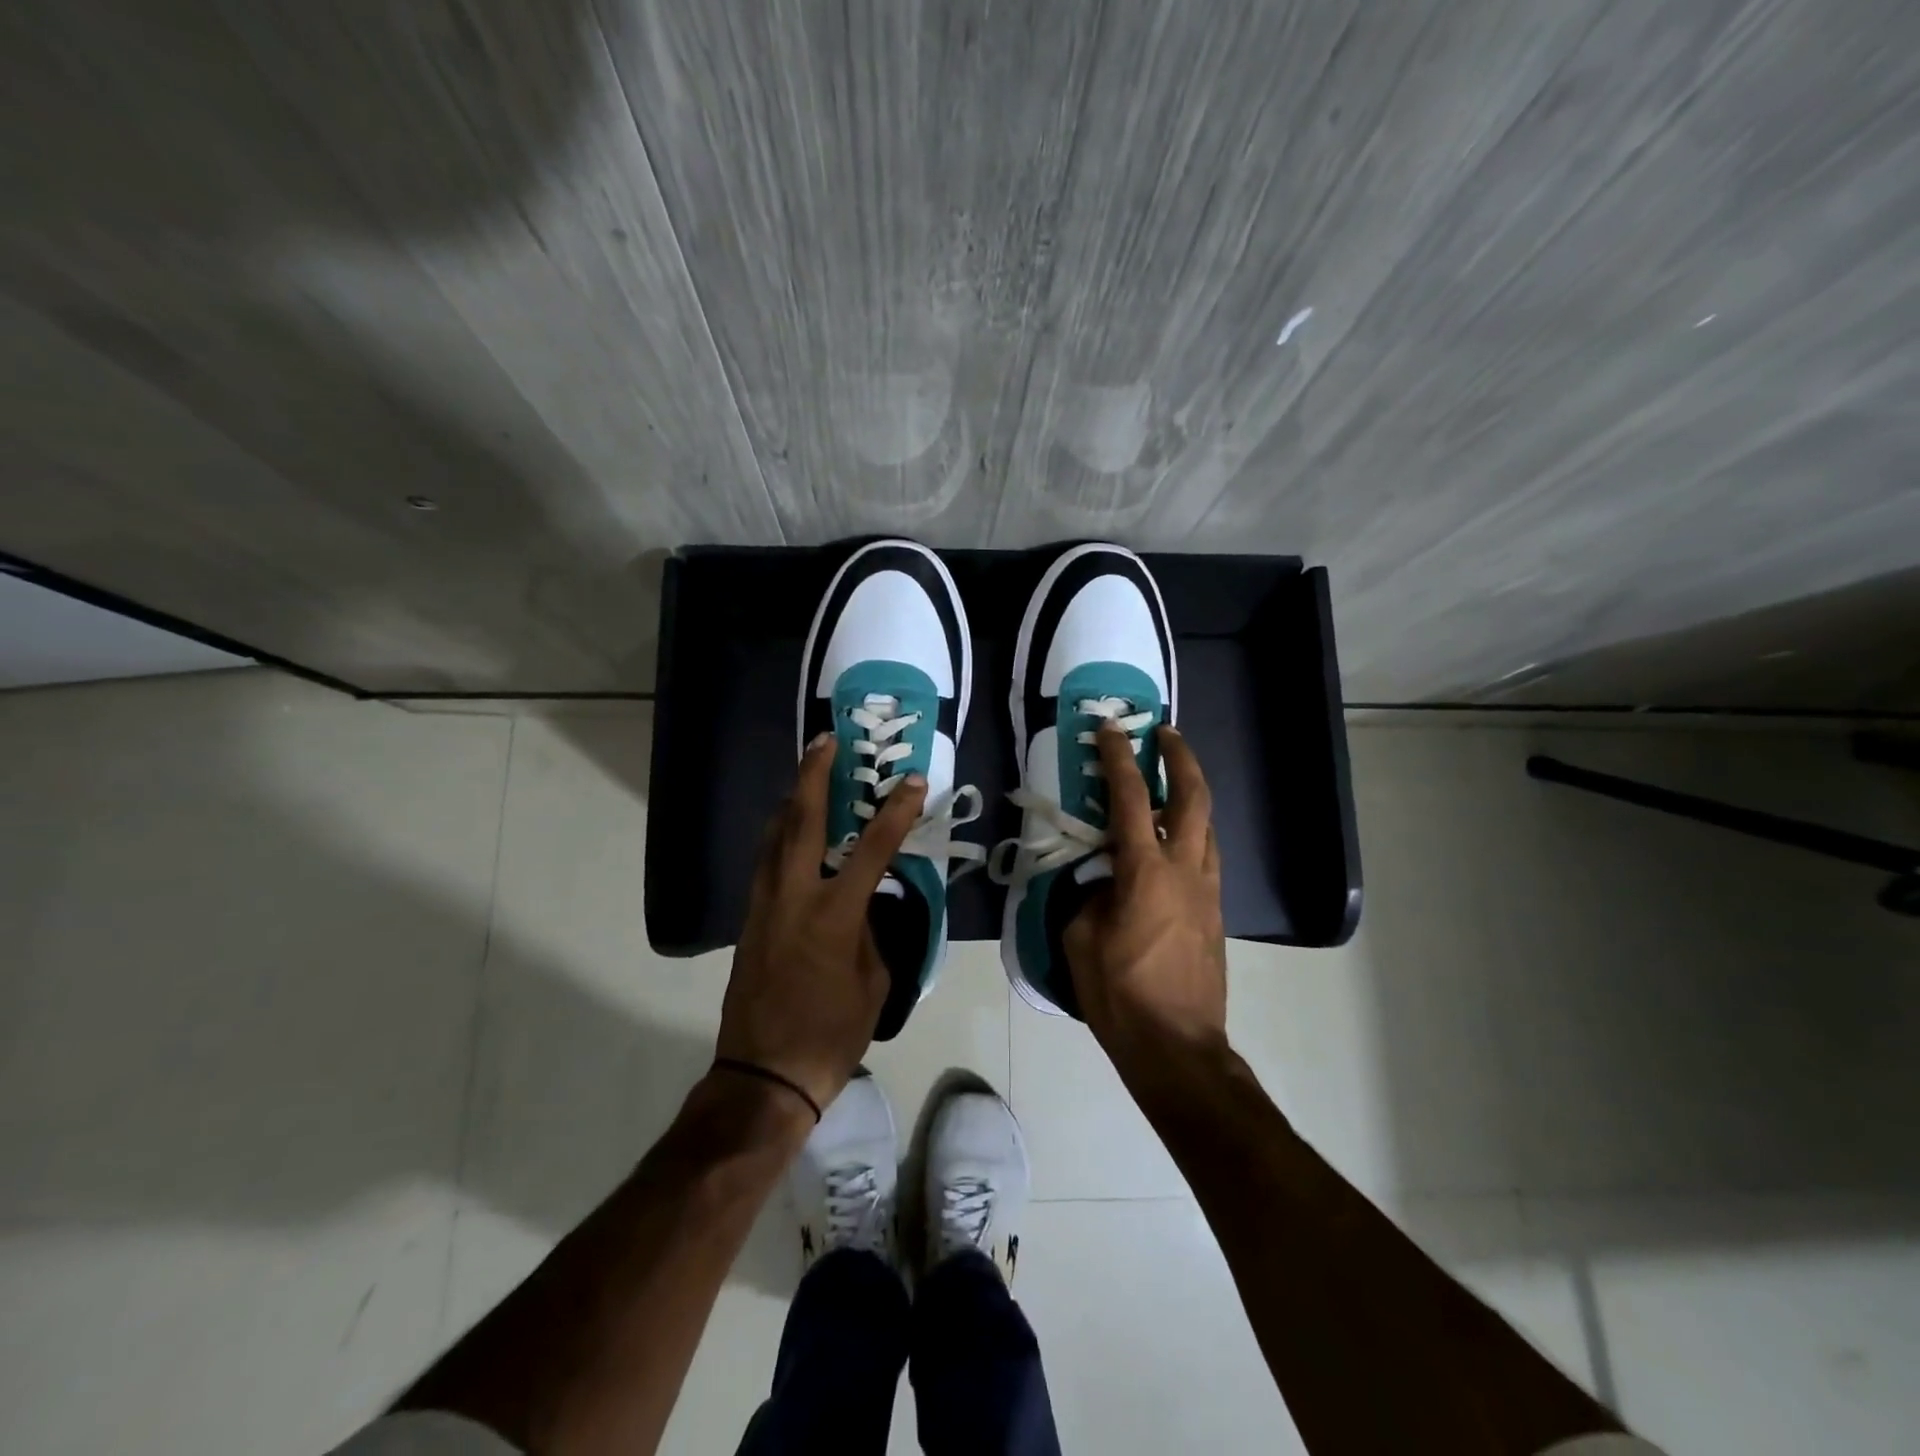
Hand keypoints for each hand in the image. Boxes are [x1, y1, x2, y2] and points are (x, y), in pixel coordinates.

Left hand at [716, 733, 927, 1113]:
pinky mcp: (749, 919)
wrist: (765, 1075)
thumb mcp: (873, 981)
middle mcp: (793, 897)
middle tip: (825, 740)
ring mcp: (764, 906)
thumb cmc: (831, 1033)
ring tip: (807, 773)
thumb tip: (864, 902)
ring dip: (792, 799)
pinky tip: (790, 829)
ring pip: (773, 836)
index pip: (872, 849)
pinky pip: (765, 862)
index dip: (894, 811)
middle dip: (814, 775)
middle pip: (801, 821)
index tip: (911, 781)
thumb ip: (871, 931)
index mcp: (833, 915)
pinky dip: (780, 834)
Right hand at [1065, 722, 1228, 1071]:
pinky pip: (1206, 856)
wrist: (1178, 1047)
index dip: (1118, 759)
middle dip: (1181, 758)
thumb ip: (1090, 897)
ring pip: (1208, 825)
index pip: (1131, 800)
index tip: (1110, 730)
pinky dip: (1192, 832)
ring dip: (1191, 793)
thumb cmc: (1120, 994)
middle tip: (1165, 732)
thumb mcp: (1081, 940)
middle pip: (1194, 798)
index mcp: (1145, 872)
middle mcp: (1185, 870)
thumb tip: (1103, 882)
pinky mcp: (1216, 913)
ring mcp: (1208, 891)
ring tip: (1170, 781)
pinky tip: (1172, 840)